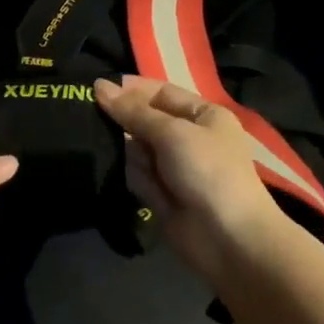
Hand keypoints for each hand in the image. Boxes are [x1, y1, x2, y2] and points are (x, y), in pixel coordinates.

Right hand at [94, 76, 283, 281]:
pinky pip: (138, 176)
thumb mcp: (171, 132)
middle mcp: (190, 138)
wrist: (228, 238)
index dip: (131, 90)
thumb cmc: (207, 171)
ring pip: (138, 149)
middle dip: (126, 124)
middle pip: (146, 121)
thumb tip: (99, 85)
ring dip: (133, 156)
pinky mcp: (163, 194)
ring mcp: (176, 168)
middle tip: (94, 120)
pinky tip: (146, 188)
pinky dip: (137, 179)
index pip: (161, 92)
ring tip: (140, 166)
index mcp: (204, 115)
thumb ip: (133, 111)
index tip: (96, 89)